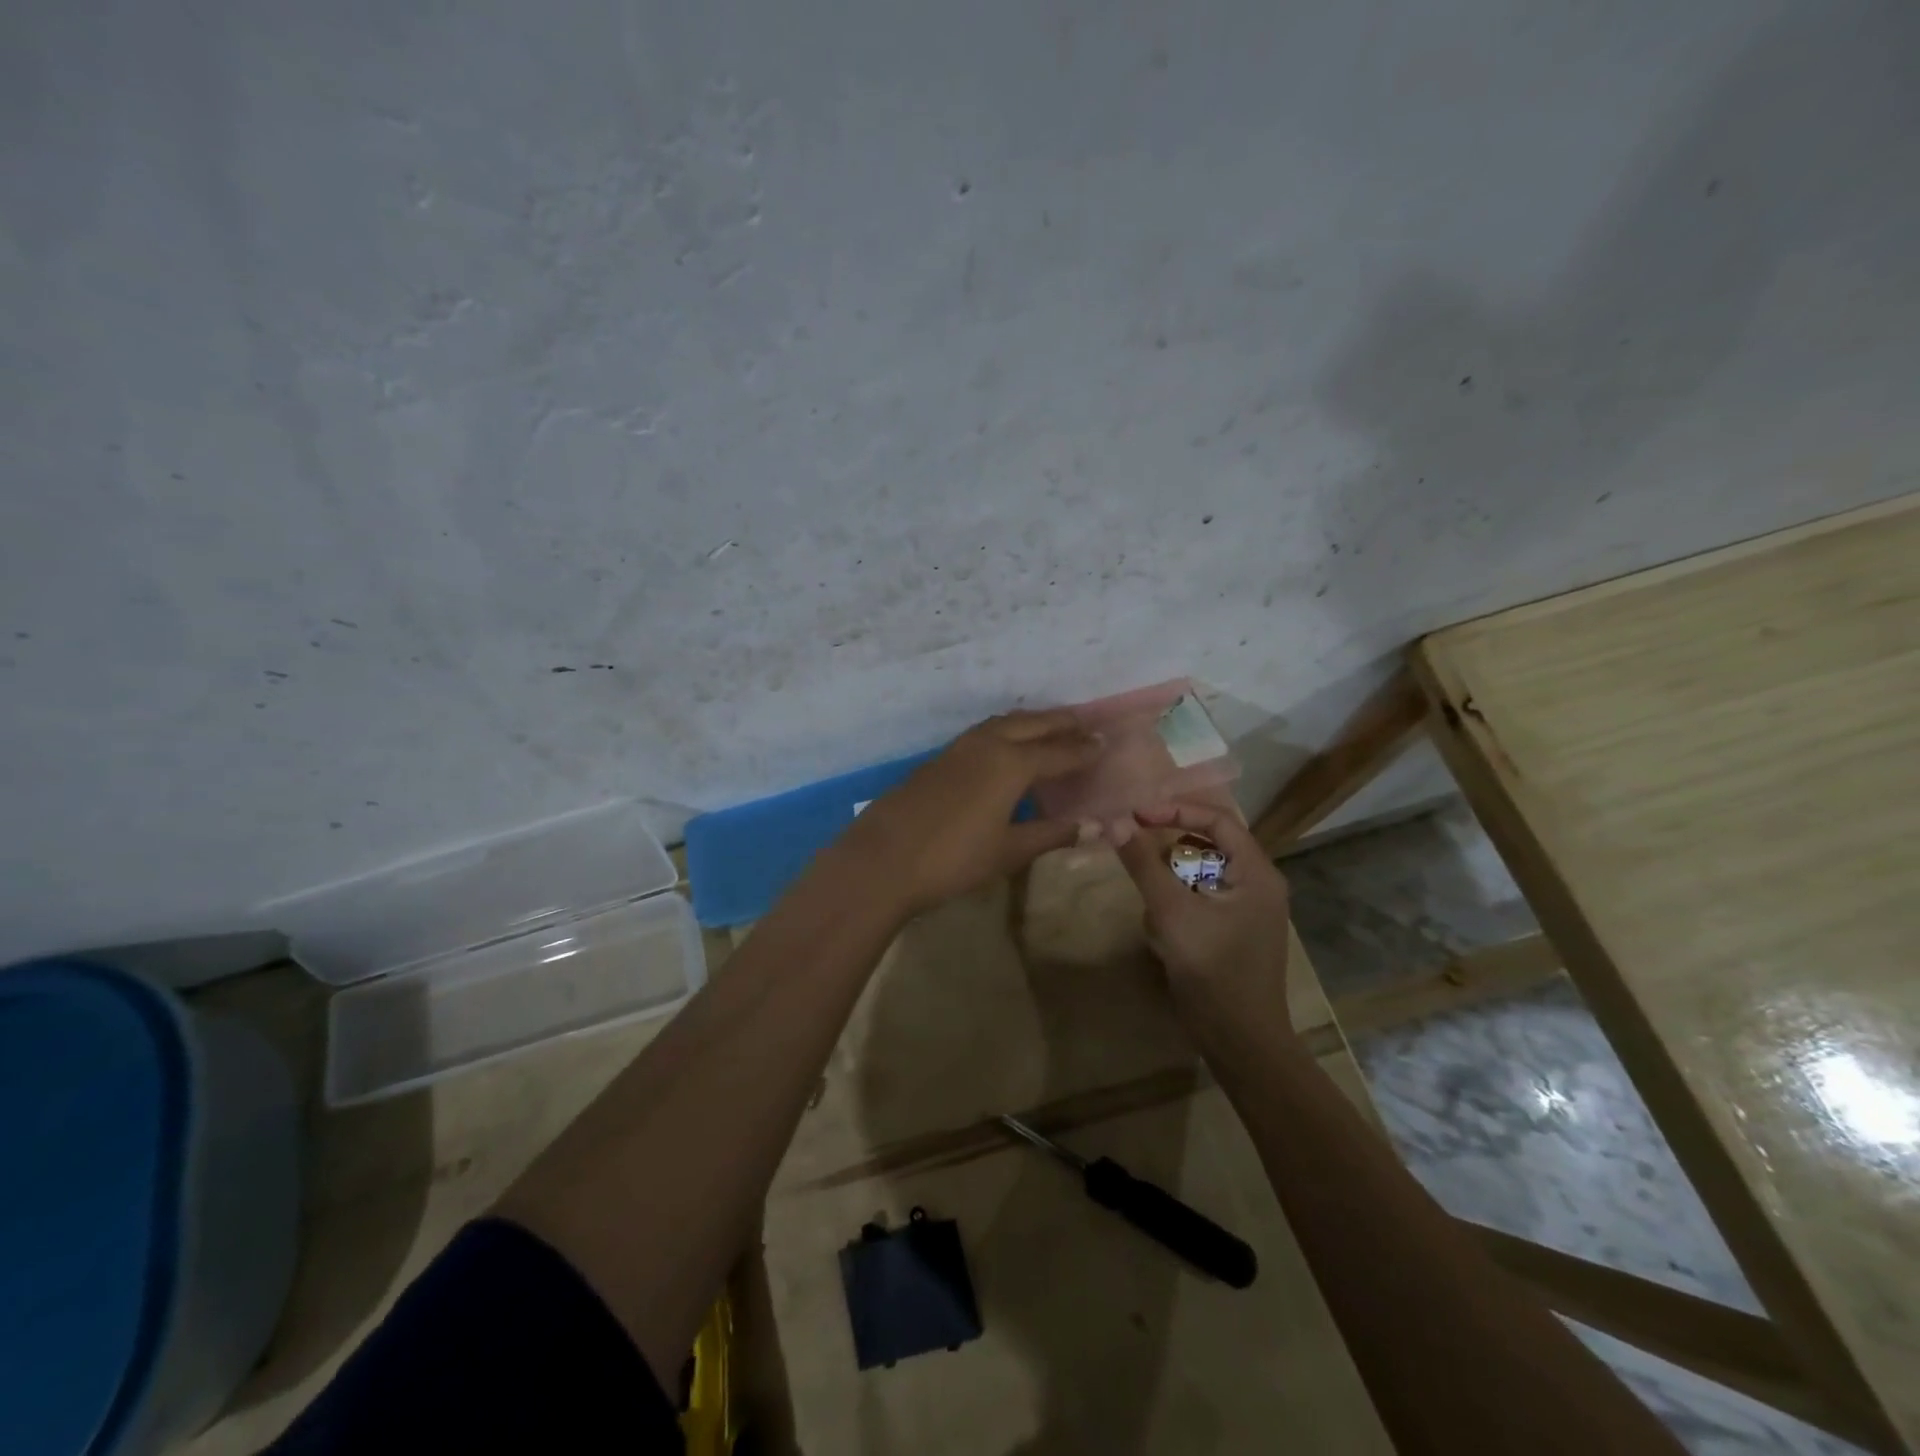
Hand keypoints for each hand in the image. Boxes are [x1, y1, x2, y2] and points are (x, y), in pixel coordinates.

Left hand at [835, 710, 1101, 916]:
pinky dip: (1007, 730)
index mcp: (1012, 763)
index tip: (1105, 742)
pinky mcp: (940, 758)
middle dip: (1061, 723)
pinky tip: (1007, 746)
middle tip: (1085, 724)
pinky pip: (984, 732)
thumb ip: (1052, 834)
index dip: (1084, 749)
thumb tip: (1097, 828)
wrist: (883, 858)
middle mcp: (988, 744)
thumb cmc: (954, 859)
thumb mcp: (1009, 850)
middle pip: (1033, 724)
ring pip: (1005, 722)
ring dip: (1032, 721)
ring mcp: (960, 748)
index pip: (1058, 751)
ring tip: (1051, 728)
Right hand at [1114, 802, 1293, 1023]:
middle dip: (1170, 844)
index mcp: (1257, 873)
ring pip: (1202, 872)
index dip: (1175, 810)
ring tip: (1148, 896)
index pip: (1218, 820)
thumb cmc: (1213, 972)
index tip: (1135, 815)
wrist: (1241, 1042)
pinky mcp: (1235, 931)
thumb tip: (1116, 822)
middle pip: (1210, 843)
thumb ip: (1143, 864)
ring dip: (1171, 878)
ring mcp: (1248, 910)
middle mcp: (1259, 884)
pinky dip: (1178, 902)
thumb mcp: (1172, 913)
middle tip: (1132, 841)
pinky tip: (1160, 926)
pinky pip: (1202, 898)